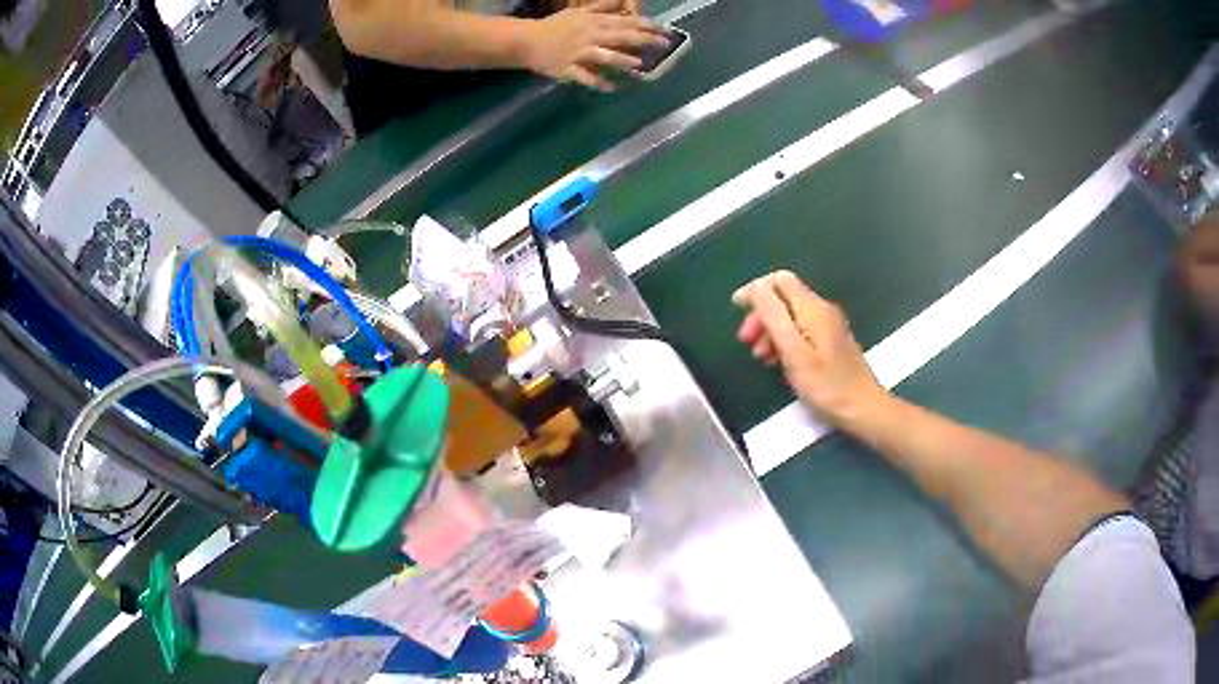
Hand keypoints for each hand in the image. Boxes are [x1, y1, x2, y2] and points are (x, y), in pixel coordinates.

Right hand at [523, 0, 665, 90]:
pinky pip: (585, 77)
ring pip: (603, 56)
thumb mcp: (578, 12)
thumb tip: (622, 1)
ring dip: (621, 60)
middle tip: (664, 44)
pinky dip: (598, 82)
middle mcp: (588, 36)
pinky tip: (612, 87)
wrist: (526, 42)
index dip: (644, 24)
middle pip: (619, 37)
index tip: (662, 28)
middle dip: (643, 40)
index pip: (623, 21)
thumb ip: (602, 8)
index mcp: (592, 22)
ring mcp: (578, 53)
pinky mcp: (568, 69)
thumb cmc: (555, 27)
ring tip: (638, 64)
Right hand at [734, 270, 886, 425]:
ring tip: (761, 357)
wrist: (863, 408)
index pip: (779, 281)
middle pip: (784, 297)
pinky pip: (800, 330)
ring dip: (771, 330)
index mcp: (813, 308)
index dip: (755, 290)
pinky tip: (780, 363)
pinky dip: (784, 341)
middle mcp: (822, 310)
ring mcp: (828, 326)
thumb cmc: (826, 385)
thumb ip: (774, 316)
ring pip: (791, 316)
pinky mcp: (831, 342)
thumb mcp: (794, 351)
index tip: (735, 309)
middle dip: (761, 314)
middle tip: (746, 341)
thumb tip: (756, 287)